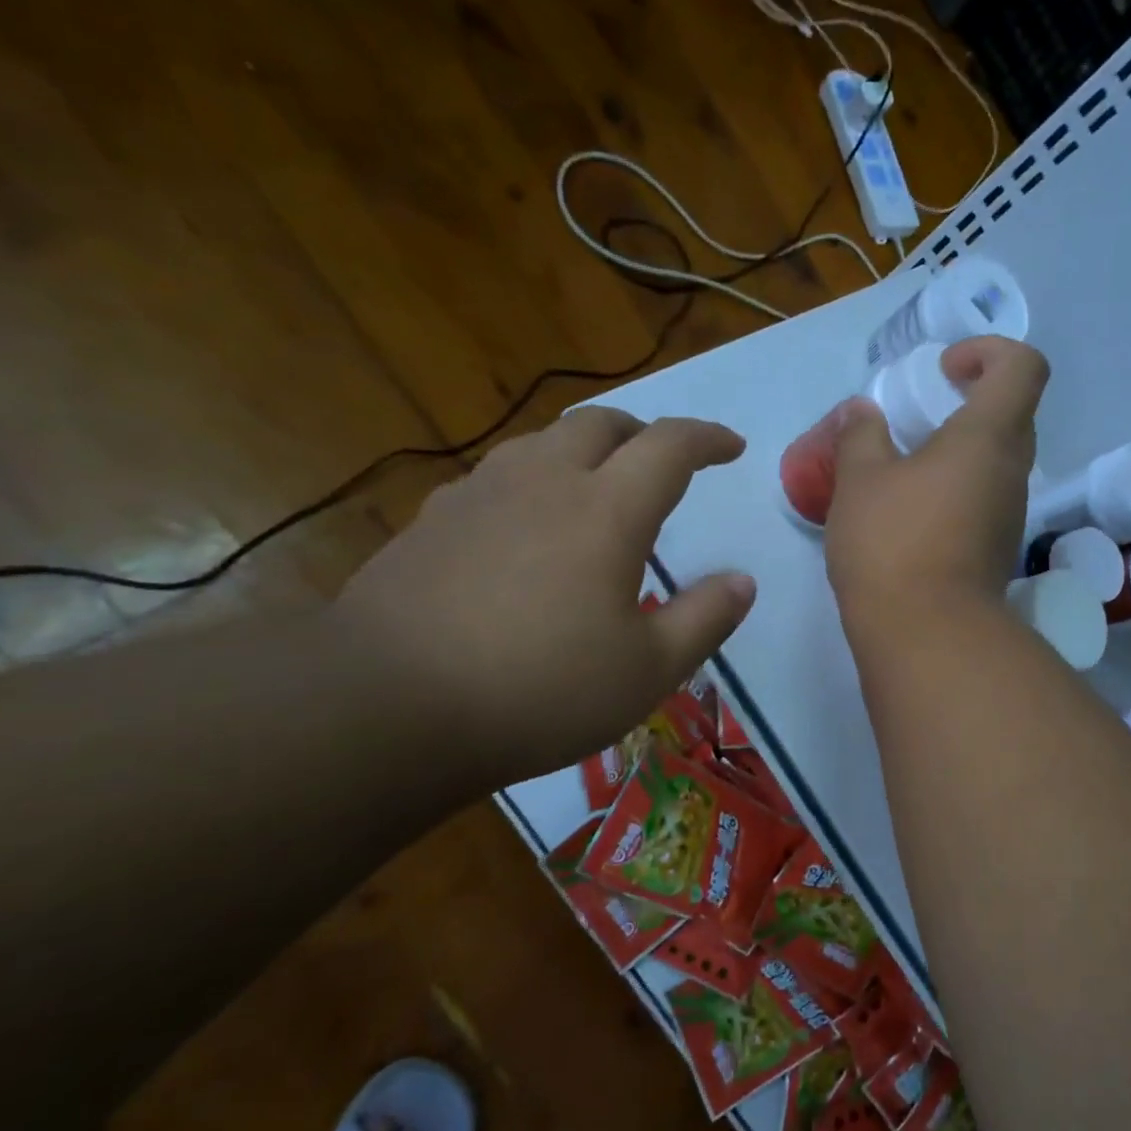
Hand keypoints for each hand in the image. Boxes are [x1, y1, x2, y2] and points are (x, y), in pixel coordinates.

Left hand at [332, 409, 755, 784]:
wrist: (388, 706)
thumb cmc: (540, 690)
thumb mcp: (648, 671)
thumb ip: (705, 619)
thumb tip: (742, 582)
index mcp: (606, 510)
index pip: (670, 446)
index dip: (708, 438)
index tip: (732, 447)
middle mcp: (543, 482)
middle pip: (601, 424)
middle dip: (644, 433)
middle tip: (665, 464)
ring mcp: (479, 495)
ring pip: (542, 443)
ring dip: (584, 452)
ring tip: (598, 490)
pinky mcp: (432, 521)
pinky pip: (497, 478)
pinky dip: (532, 483)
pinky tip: (526, 528)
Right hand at [826, 335, 1048, 639]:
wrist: (927, 636)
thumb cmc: (893, 543)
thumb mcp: (860, 480)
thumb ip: (860, 435)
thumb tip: (861, 412)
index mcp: (989, 437)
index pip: (1023, 367)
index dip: (988, 352)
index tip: (943, 371)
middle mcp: (1012, 471)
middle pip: (1011, 414)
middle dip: (967, 402)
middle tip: (917, 419)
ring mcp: (1010, 516)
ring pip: (996, 462)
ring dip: (957, 453)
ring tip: (903, 471)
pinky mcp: (996, 551)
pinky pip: (983, 501)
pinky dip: (954, 491)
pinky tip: (909, 514)